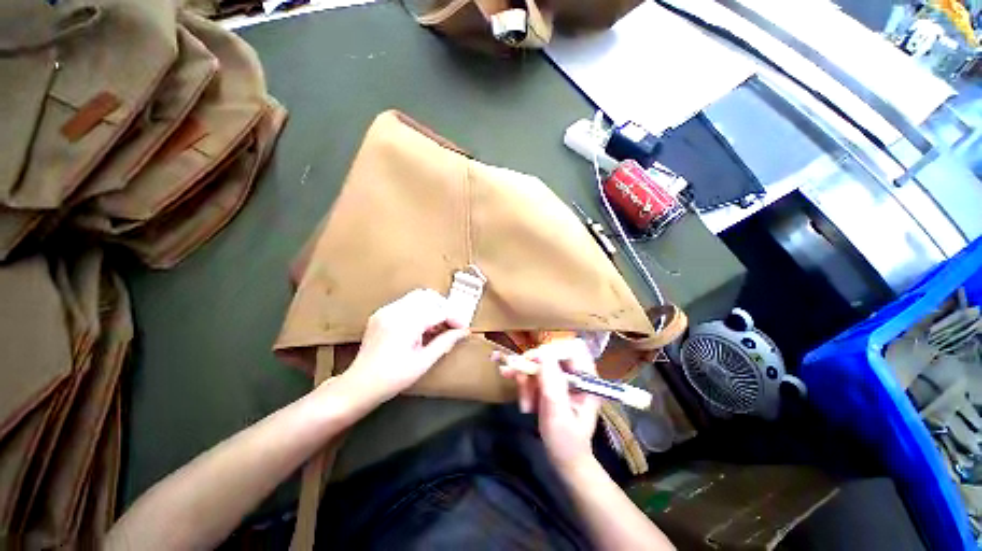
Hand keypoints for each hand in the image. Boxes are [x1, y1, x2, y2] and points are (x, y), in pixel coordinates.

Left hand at [341, 289, 468, 404]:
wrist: (359, 385)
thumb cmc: (393, 378)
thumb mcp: (423, 362)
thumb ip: (445, 342)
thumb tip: (464, 331)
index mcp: (405, 324)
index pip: (438, 310)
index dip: (454, 317)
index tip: (463, 328)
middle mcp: (395, 311)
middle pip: (428, 297)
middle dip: (444, 307)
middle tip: (451, 324)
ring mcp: (386, 310)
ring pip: (417, 296)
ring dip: (432, 307)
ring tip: (438, 325)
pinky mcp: (381, 313)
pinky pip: (406, 302)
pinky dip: (420, 309)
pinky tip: (422, 326)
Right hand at [499, 339, 600, 469]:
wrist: (565, 461)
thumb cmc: (567, 442)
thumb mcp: (558, 414)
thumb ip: (552, 383)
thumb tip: (543, 353)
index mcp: (586, 378)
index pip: (571, 349)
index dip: (550, 351)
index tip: (531, 361)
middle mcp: (575, 374)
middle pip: (551, 355)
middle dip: (532, 368)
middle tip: (516, 379)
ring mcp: (562, 378)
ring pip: (538, 365)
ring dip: (526, 381)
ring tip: (525, 405)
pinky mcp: (551, 384)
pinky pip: (534, 375)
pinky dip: (525, 387)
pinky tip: (524, 404)